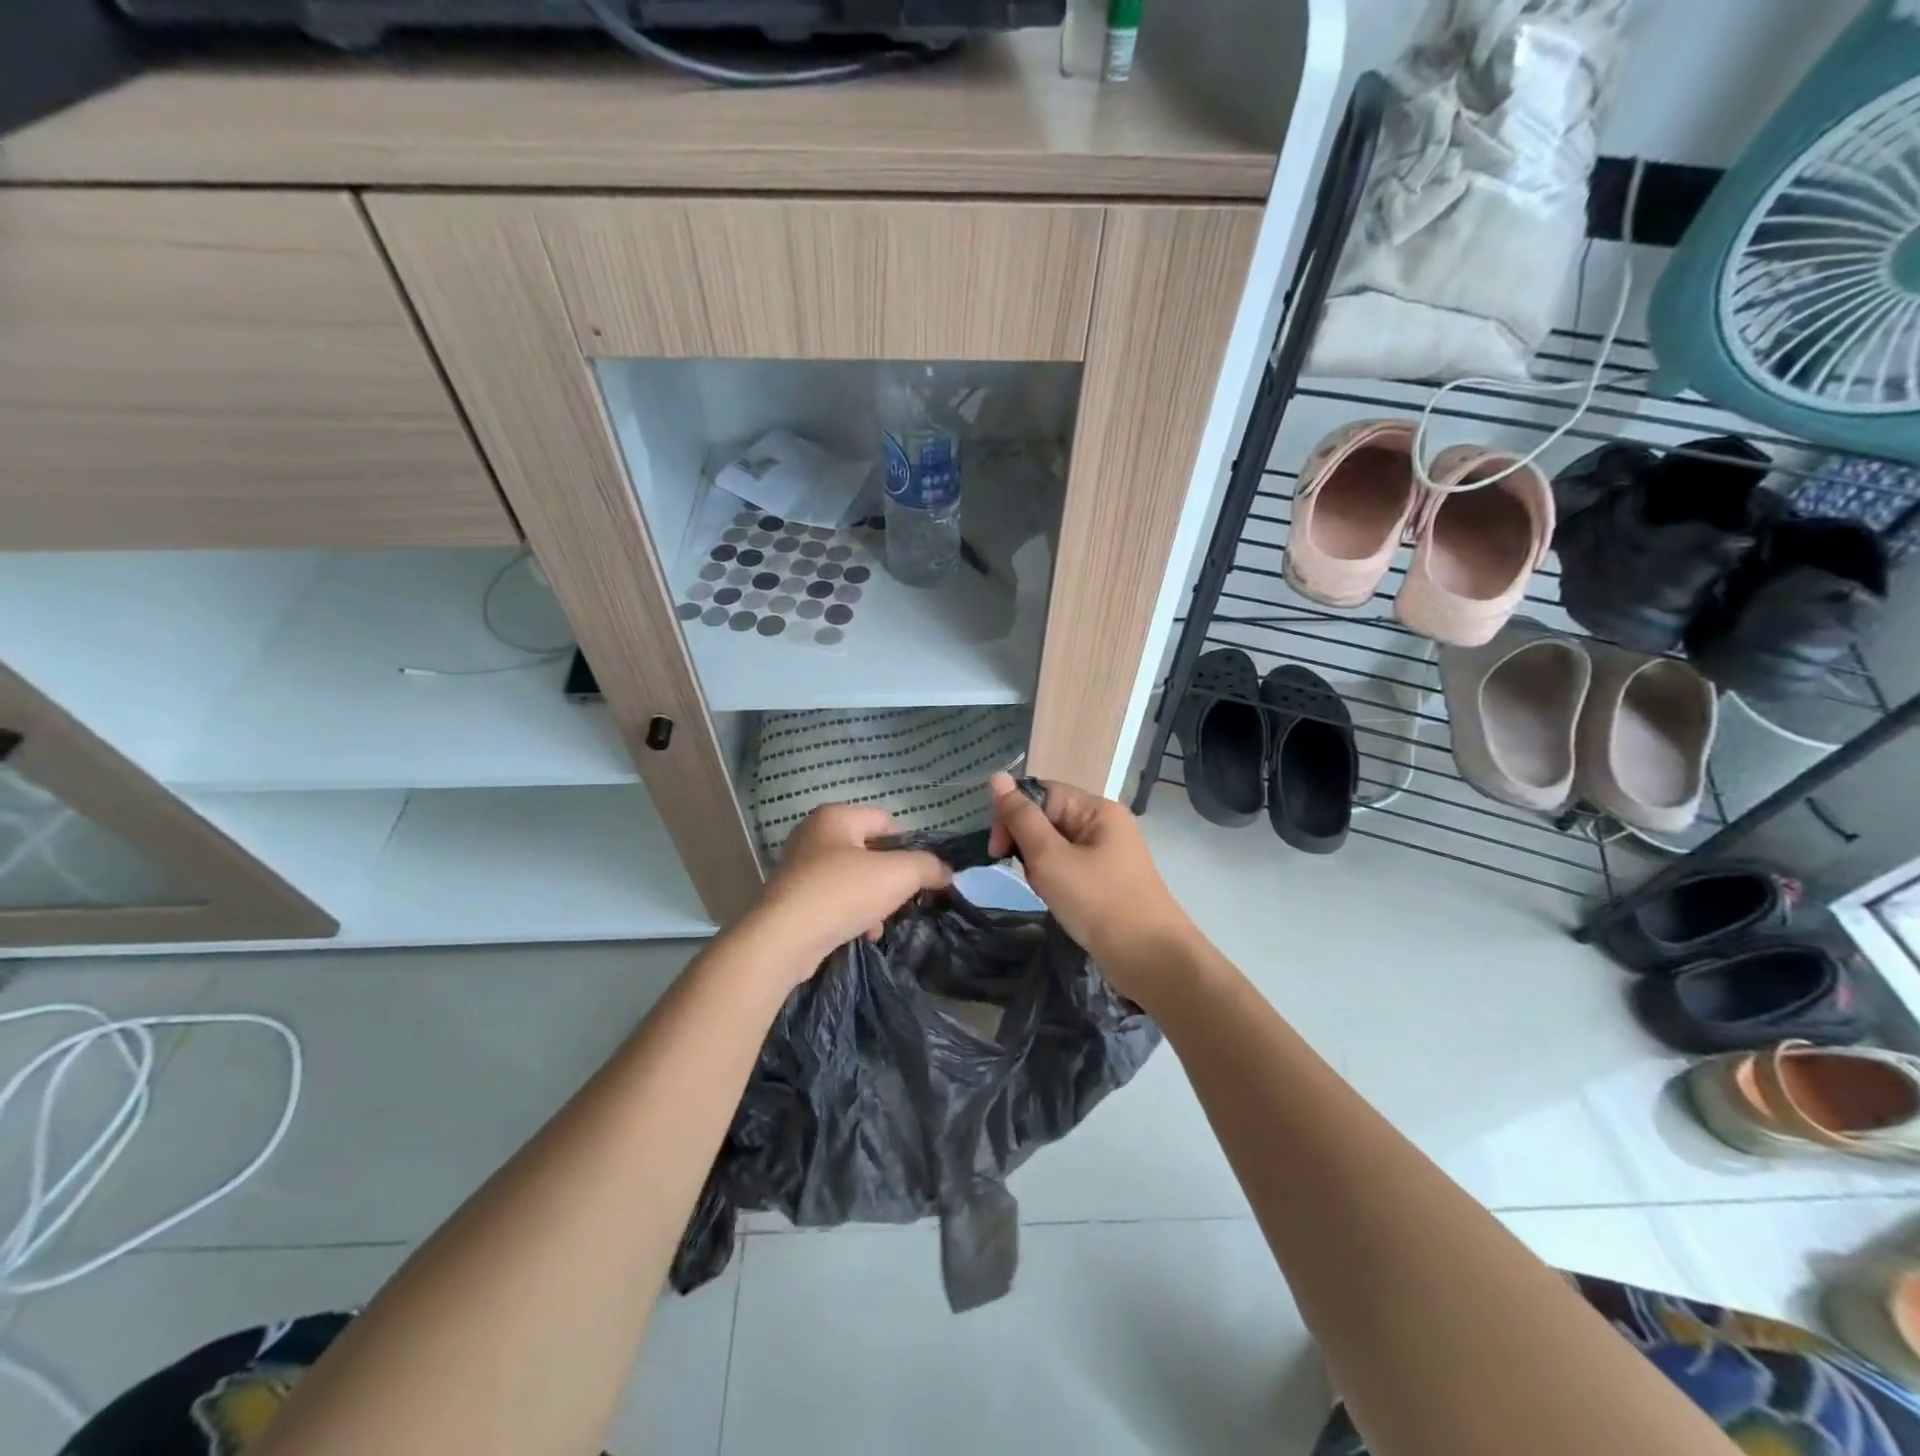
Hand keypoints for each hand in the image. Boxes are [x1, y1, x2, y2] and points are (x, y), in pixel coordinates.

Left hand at [744, 804, 951, 979]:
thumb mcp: (898, 874)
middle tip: (902, 899)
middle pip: (870, 852)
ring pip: (853, 879)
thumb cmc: (842, 893)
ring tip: (880, 924)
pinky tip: (862, 934)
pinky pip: (834, 901)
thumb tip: (945, 871)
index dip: (908, 846)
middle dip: (890, 878)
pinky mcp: (793, 899)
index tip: (920, 874)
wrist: (784, 939)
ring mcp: (799, 868)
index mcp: (835, 817)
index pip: (886, 822)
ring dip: (873, 901)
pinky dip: (852, 915)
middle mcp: (813, 835)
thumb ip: (927, 866)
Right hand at [986, 773, 1195, 999]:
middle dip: (1028, 845)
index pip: (1042, 793)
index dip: (1014, 815)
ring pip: (1055, 846)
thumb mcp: (1050, 858)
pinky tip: (1058, 901)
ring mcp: (1108, 853)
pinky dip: (1056, 881)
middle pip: (1048, 818)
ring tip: (1048, 893)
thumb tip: (997, 777)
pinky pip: (1069, 867)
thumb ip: (1021, 818)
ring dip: (1041, 867)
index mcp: (1096, 809)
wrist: (1150, 959)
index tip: (997, 850)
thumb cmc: (1098, 902)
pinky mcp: (1107, 880)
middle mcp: (1104, 824)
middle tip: (1029, 877)